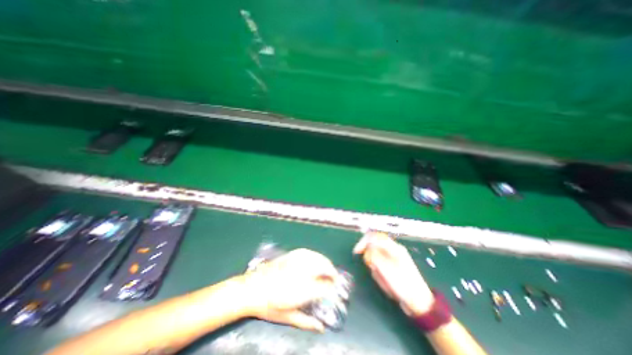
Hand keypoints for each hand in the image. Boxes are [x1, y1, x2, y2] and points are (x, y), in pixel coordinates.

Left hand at [239, 248, 334, 330]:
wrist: (252, 288)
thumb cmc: (269, 306)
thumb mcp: (287, 317)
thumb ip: (307, 322)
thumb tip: (321, 327)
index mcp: (303, 289)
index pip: (325, 286)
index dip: (333, 288)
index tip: (335, 290)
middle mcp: (302, 272)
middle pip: (324, 267)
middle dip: (332, 272)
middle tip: (334, 278)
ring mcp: (297, 261)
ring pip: (318, 257)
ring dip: (326, 263)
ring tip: (328, 268)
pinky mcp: (292, 255)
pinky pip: (309, 252)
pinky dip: (316, 255)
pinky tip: (316, 259)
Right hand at [354, 232, 437, 315]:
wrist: (419, 303)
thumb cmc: (403, 286)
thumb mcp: (387, 271)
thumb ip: (375, 256)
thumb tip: (367, 247)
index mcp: (394, 248)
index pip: (375, 236)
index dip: (363, 241)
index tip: (357, 252)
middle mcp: (394, 250)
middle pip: (375, 245)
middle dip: (370, 257)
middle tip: (371, 268)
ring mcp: (394, 257)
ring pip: (376, 255)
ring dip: (375, 266)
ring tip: (382, 278)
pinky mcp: (393, 265)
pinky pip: (380, 264)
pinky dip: (378, 271)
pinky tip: (384, 280)